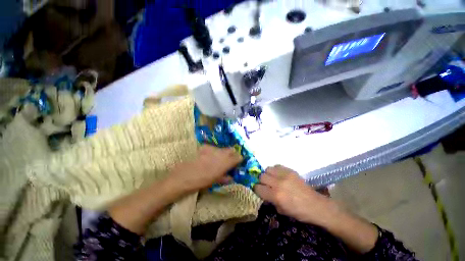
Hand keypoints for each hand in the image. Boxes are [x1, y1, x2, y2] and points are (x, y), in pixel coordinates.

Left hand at [168, 145, 242, 193]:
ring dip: (223, 153)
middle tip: (229, 160)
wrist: (183, 176)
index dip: (239, 159)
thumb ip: (225, 177)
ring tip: (217, 159)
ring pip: (222, 148)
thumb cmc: (201, 182)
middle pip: (232, 149)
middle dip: (233, 154)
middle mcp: (221, 153)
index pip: (238, 157)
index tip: (238, 162)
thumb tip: (231, 177)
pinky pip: (213, 148)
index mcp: (225, 163)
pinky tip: (208, 157)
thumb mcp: (215, 181)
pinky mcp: (205, 147)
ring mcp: (213, 149)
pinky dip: (213, 152)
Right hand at [254, 165, 336, 225]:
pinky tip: (280, 175)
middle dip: (261, 181)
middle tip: (266, 185)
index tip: (259, 190)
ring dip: (268, 174)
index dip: (257, 189)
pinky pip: (277, 166)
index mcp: (276, 196)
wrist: (315, 205)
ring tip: (273, 179)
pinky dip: (276, 170)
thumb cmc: (298, 212)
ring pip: (268, 169)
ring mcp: (284, 175)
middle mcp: (278, 183)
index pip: (258, 188)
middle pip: (261, 176)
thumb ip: (270, 201)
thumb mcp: (281, 211)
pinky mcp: (290, 170)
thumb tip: (263, 193)